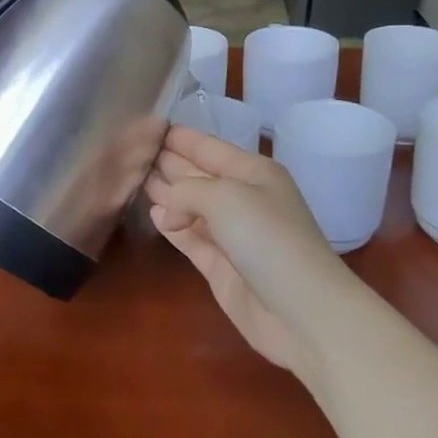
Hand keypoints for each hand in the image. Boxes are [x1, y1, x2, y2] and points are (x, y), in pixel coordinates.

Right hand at [144, 125, 357, 373]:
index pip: (210, 148)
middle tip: (133, 151)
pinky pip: (191, 238)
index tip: (149, 126)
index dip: (182, 138)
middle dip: (170, 163)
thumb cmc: (269, 239)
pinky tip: (155, 215)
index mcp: (254, 173)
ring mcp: (233, 235)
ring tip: (136, 178)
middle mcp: (244, 199)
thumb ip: (186, 191)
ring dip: (168, 194)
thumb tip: (165, 210)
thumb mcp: (226, 197)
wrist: (303, 312)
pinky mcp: (222, 268)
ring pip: (192, 207)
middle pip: (199, 175)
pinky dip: (173, 227)